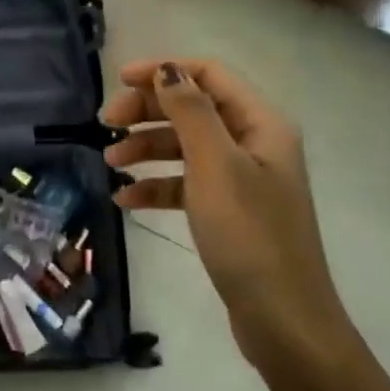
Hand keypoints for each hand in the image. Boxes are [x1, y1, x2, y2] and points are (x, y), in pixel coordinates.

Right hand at [103, 59, 355, 372]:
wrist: (283, 321)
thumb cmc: (249, 235)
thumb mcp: (215, 166)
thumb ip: (190, 112)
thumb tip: (167, 70)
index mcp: (261, 124)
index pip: (209, 75)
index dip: (164, 70)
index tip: (118, 81)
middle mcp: (254, 143)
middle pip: (193, 108)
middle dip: (148, 111)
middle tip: (106, 124)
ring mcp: (242, 179)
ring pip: (185, 146)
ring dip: (146, 148)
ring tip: (110, 163)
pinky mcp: (229, 211)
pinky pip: (187, 183)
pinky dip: (157, 186)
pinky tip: (126, 199)